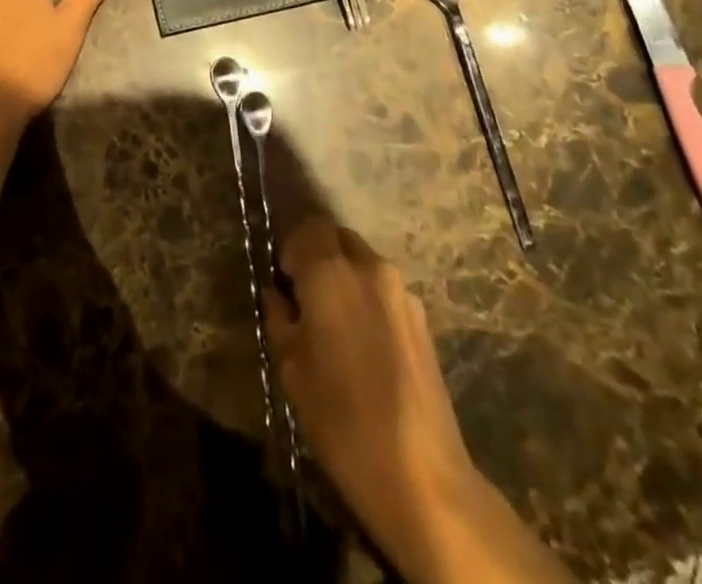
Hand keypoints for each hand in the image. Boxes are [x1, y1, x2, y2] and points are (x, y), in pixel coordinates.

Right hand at [265, 218, 480, 581]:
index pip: (309, 226)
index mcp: (330, 272)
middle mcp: (369, 268)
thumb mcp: (292, 370)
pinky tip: (366, 346)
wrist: (422, 474)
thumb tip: (277, 295)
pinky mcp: (423, 318)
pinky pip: (386, 290)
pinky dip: (369, 300)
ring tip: (337, 326)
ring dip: (346, 278)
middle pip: (339, 238)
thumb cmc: (342, 420)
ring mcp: (402, 291)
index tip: (285, 280)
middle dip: (320, 256)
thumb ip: (280, 319)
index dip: (292, 246)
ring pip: (364, 263)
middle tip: (307, 298)